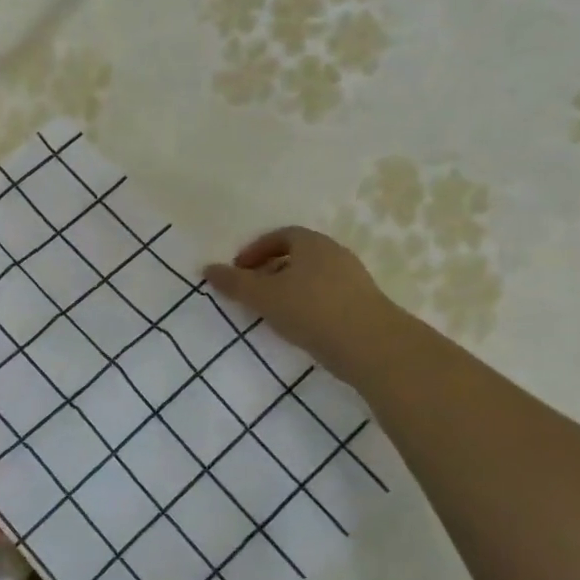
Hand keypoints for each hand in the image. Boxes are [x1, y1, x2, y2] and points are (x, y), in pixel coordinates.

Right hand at [203, 226, 397, 375]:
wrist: (370, 344)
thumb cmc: (311, 310)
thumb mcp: (263, 296)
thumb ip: (234, 283)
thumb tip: (208, 269)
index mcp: (312, 243)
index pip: (280, 235)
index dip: (256, 250)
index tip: (239, 270)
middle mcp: (335, 254)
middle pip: (297, 255)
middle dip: (270, 270)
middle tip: (251, 292)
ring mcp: (353, 279)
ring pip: (312, 277)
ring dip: (289, 289)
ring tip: (271, 312)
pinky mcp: (363, 305)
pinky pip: (326, 296)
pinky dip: (307, 305)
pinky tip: (298, 327)